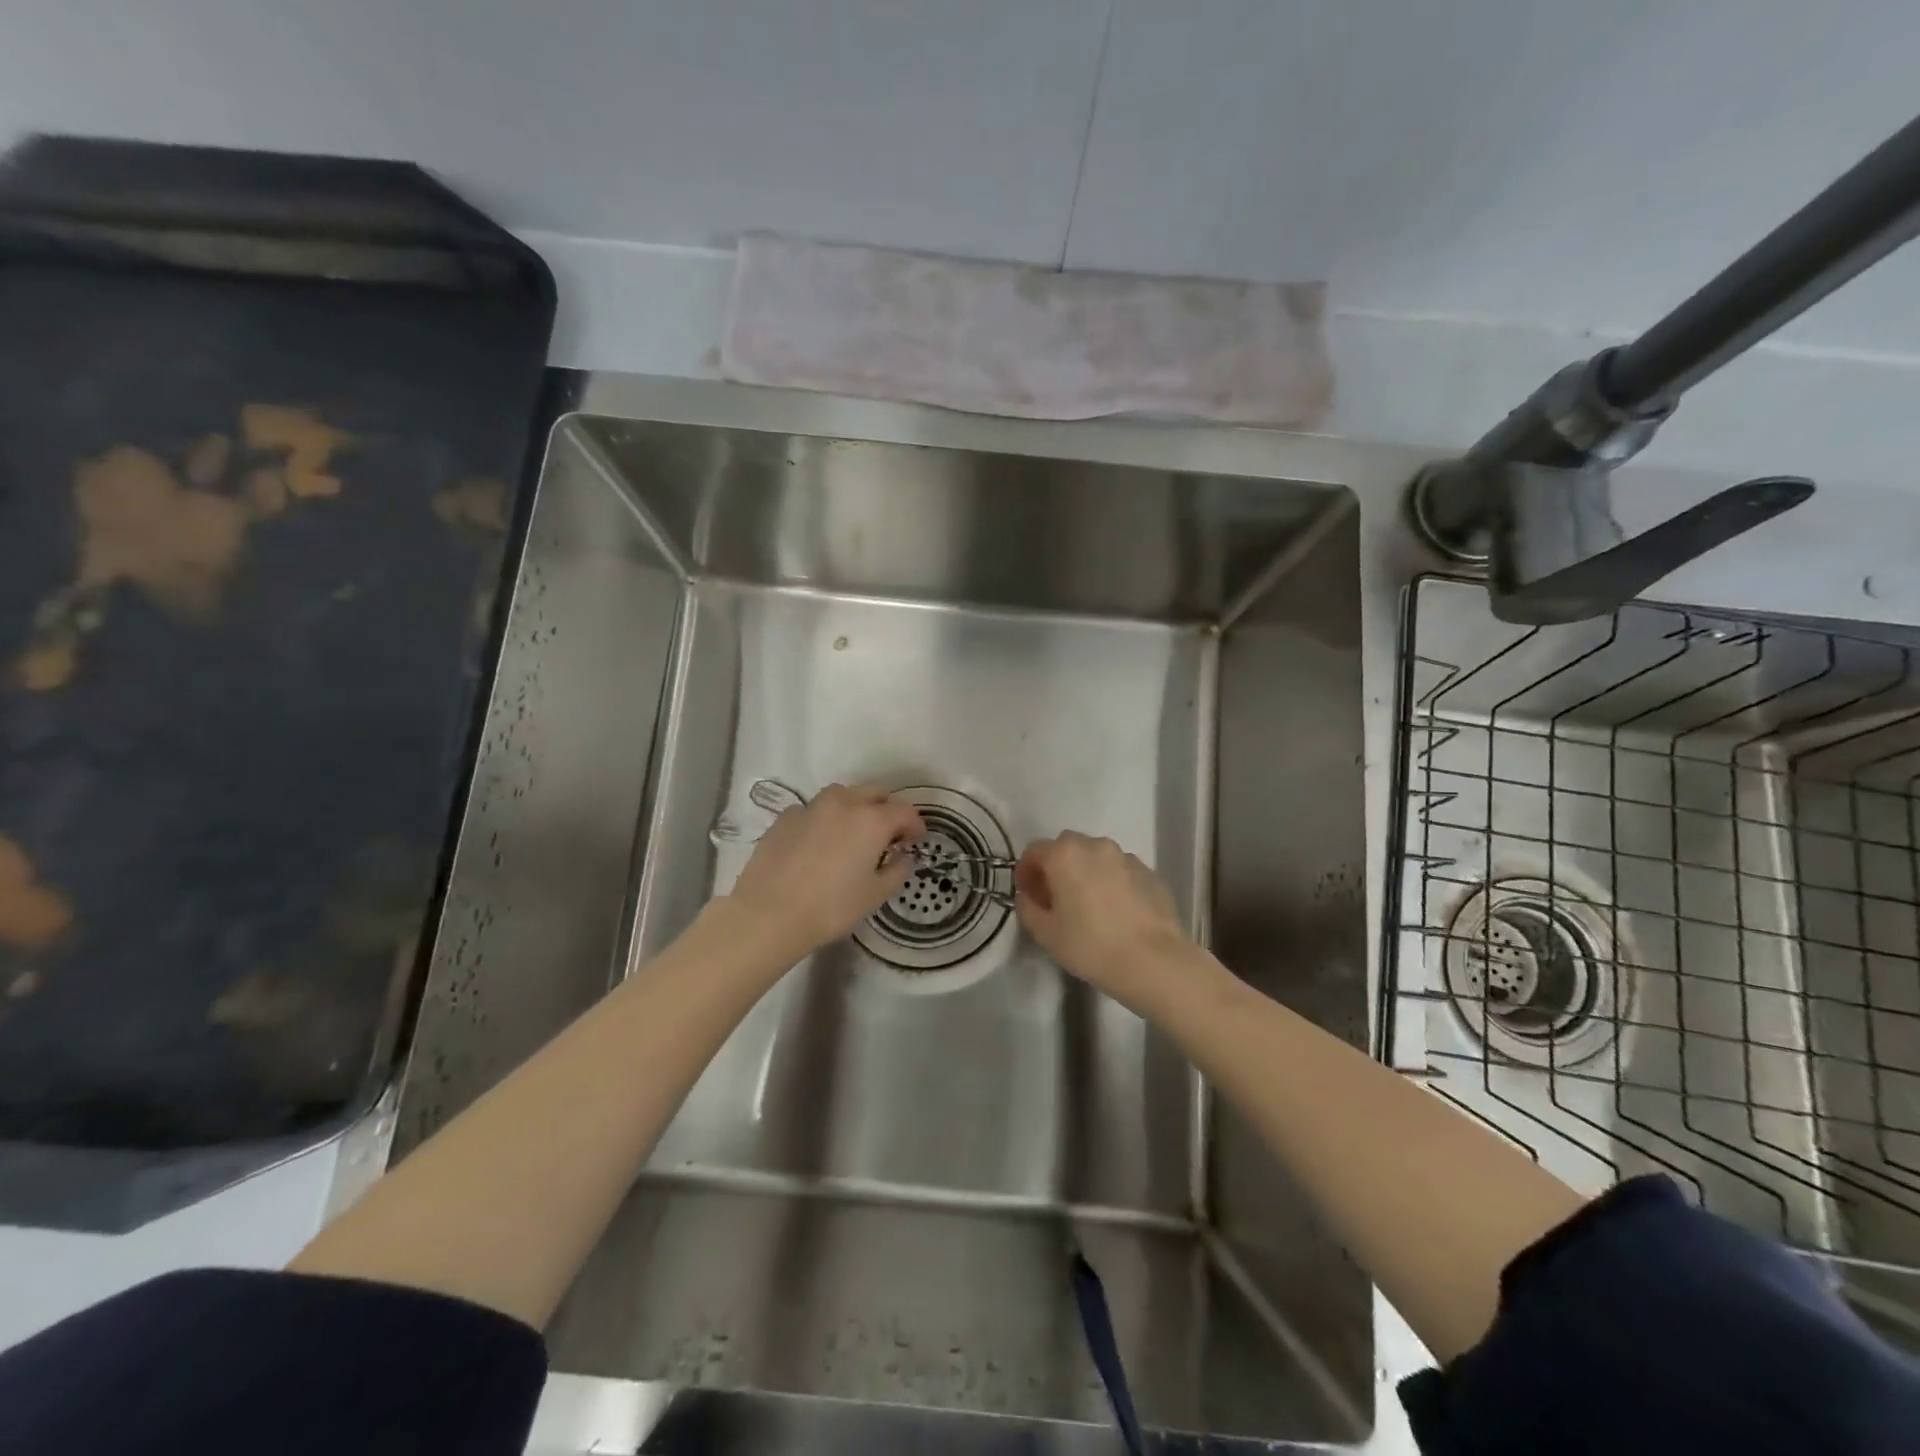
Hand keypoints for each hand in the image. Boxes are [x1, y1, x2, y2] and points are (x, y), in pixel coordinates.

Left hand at [725, 783, 923, 959]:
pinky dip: (824, 819)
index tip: (916, 842)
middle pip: (874, 792)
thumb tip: (904, 857)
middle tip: (887, 835)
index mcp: (872, 820)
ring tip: (852, 833)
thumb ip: (896, 871)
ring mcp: (811, 807)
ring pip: (842, 794)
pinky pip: (813, 810)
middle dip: (886, 809)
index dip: (915, 825)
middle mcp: (844, 804)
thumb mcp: (875, 895)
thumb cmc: (831, 907)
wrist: (769, 914)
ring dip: (855, 807)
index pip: (904, 811)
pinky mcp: (785, 817)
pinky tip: (818, 842)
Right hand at [1014, 832, 1189, 1008]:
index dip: (1026, 872)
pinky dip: (1112, 882)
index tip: (1029, 895)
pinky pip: (1121, 871)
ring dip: (1086, 872)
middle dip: (1056, 867)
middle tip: (1056, 898)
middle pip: (1066, 847)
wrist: (1152, 961)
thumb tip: (1029, 897)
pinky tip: (1116, 911)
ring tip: (1089, 905)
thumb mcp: (1045, 933)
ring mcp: (1126, 857)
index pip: (1034, 851)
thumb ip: (1028, 908)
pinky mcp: (1150, 873)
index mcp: (1064, 854)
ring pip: (1096, 857)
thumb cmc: (1090, 945)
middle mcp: (1095, 846)